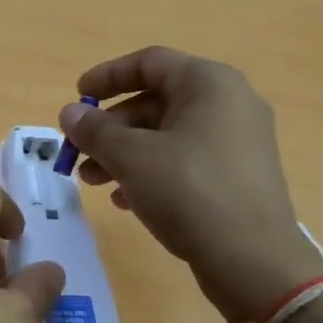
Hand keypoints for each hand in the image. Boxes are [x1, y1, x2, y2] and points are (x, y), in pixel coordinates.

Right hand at [59, 47, 322, 322]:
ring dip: (124, 152)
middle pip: (155, 100)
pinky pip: (185, 159)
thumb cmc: (189, 192)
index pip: (149, 62)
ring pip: (167, 134)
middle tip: (78, 151)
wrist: (252, 260)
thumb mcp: (131, 157)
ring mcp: (238, 140)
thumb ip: (95, 130)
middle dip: (110, 127)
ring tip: (93, 181)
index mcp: (208, 83)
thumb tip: (70, 113)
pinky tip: (126, 199)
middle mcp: (229, 103)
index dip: (107, 76)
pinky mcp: (238, 174)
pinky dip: (151, 170)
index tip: (77, 97)